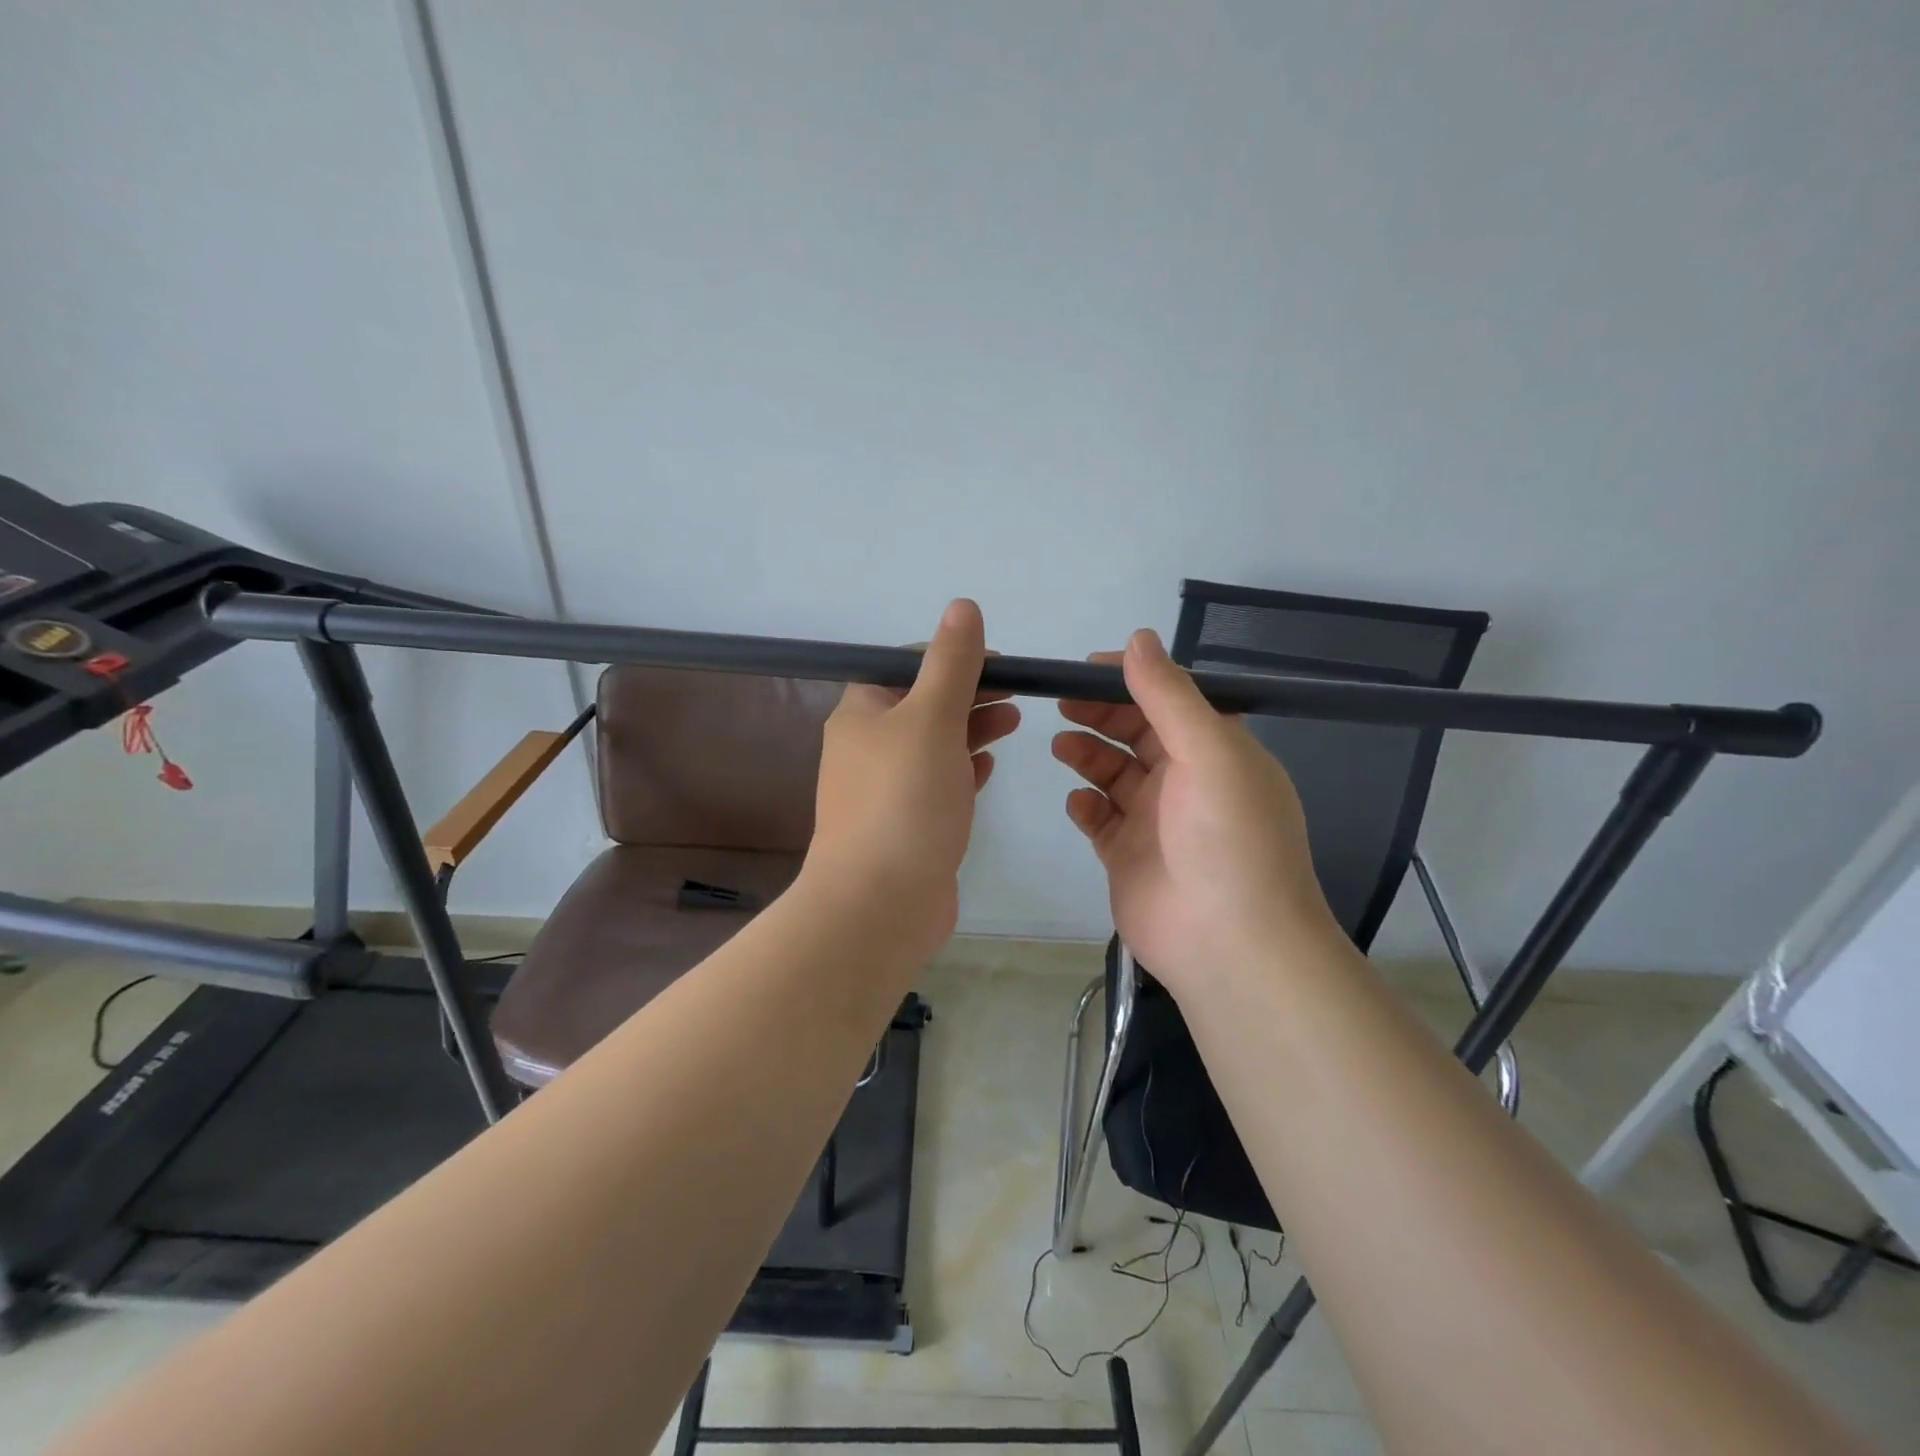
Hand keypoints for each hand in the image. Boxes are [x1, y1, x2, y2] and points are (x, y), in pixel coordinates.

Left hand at [805, 599, 1019, 955]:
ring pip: (933, 744)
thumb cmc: (904, 800)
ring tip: (1015, 722)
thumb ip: (951, 663)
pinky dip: (963, 768)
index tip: (998, 663)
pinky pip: (937, 783)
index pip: (905, 664)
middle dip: (970, 692)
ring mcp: (885, 789)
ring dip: (972, 728)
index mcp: (861, 712)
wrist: (878, 904)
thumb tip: (962, 607)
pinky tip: (989, 767)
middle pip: (922, 703)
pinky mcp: (905, 824)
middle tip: (1017, 693)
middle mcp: (867, 746)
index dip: (951, 656)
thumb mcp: (931, 718)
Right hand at [1052, 629, 1340, 994]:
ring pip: (1113, 774)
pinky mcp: (1128, 856)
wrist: (1230, 944)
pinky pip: (1100, 819)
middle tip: (1061, 703)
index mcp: (1217, 751)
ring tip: (1061, 747)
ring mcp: (1156, 821)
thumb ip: (1168, 695)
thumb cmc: (1227, 838)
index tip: (1086, 668)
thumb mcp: (1209, 752)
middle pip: (1136, 733)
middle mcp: (1188, 781)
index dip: (1131, 680)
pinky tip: (1077, 803)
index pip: (1170, 700)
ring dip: (1088, 755)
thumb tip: (1138, 638)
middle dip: (1100, 714)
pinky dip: (1085, 806)